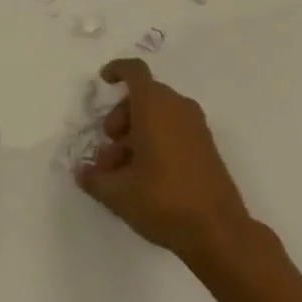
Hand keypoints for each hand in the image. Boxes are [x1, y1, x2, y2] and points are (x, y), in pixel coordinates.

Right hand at [77, 57, 253, 265]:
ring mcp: (195, 126)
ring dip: (136, 132)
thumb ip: (95, 179)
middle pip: (143, 95)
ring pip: (159, 114)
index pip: (135, 71)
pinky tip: (145, 176)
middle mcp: (177, 107)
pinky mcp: (206, 146)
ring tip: (122, 170)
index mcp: (154, 106)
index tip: (103, 82)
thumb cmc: (164, 201)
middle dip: (120, 117)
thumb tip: (81, 172)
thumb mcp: (119, 193)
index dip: (117, 70)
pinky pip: (174, 128)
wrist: (219, 231)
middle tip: (108, 149)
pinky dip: (156, 139)